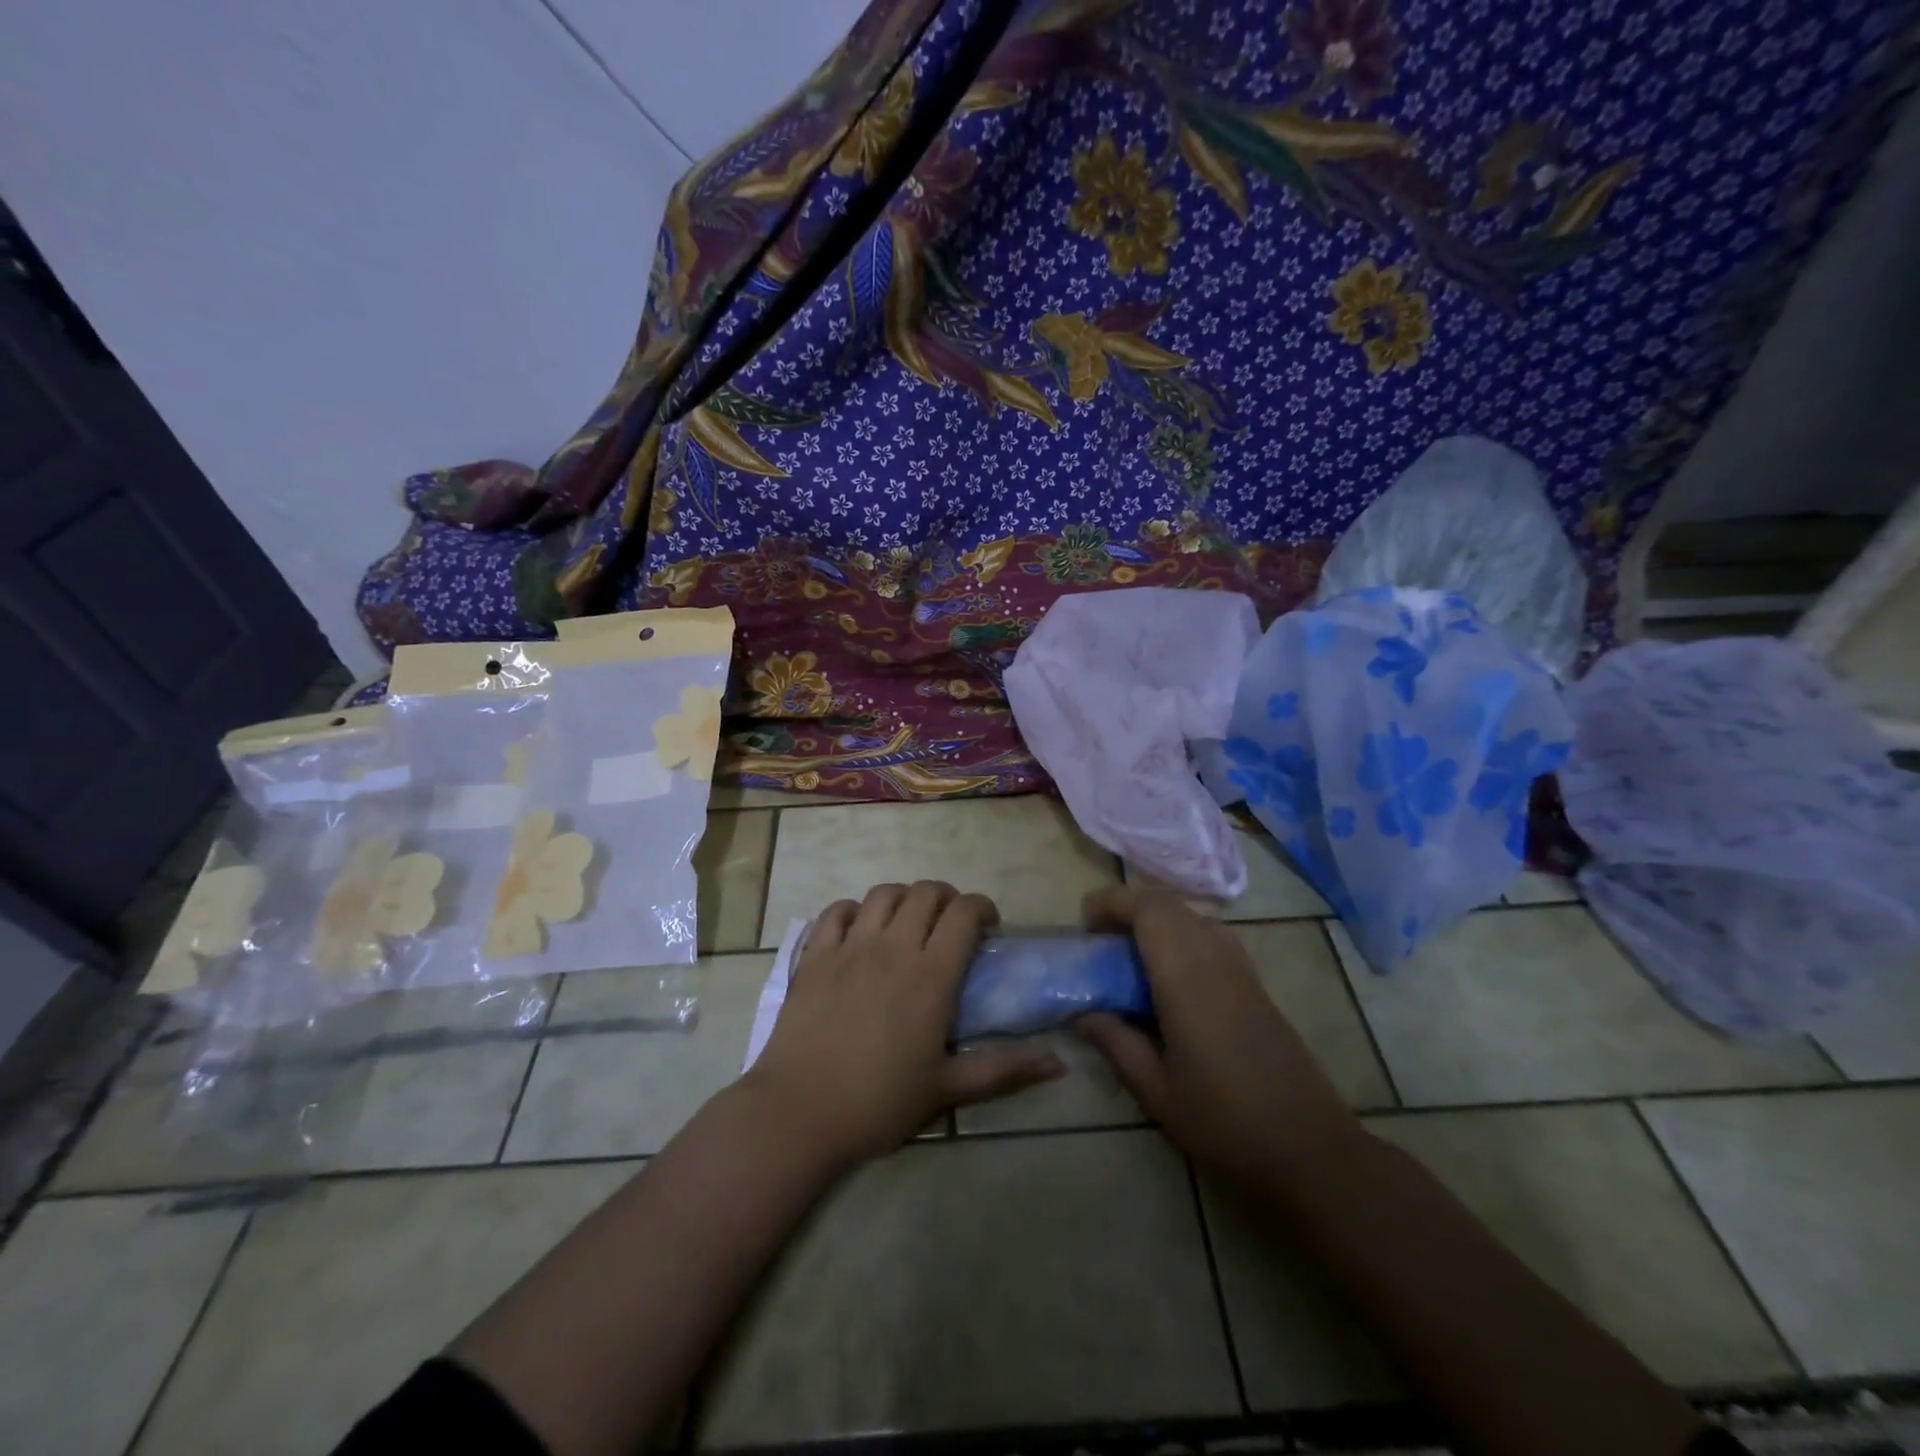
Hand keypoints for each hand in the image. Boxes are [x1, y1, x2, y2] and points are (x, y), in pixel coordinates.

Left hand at [745, 881, 1064, 1166]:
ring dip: (903, 898)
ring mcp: (850, 946)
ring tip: (908, 921)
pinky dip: (854, 910)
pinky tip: (859, 929)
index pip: (964, 913)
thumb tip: (1059, 1064)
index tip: (988, 926)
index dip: (981, 908)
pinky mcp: (815, 956)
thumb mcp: (949, 1089)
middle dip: (946, 897)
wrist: (800, 1113)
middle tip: (951, 923)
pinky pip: (836, 912)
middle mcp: (893, 947)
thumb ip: (1005, 1070)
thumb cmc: (880, 1103)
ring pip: (883, 894)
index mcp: (931, 974)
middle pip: (925, 893)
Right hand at [1074, 885, 1361, 1188]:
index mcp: (1187, 979)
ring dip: (1157, 919)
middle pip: (1171, 904)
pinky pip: (1212, 936)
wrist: (1312, 1150)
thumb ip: (1116, 1043)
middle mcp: (1216, 959)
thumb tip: (1083, 1013)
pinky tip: (1169, 976)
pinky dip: (1182, 935)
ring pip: (1194, 916)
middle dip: (1130, 907)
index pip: (1150, 910)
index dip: (1113, 902)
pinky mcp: (1256, 985)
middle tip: (1101, 937)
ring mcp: (1241, 970)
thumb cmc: (1225, 1123)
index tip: (1085, 922)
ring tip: (1130, 952)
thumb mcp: (1157, 1091)